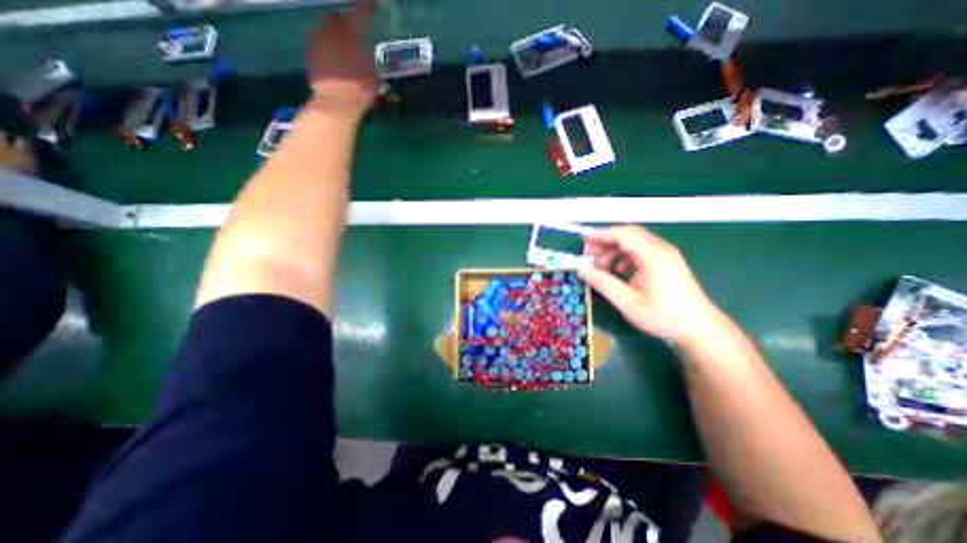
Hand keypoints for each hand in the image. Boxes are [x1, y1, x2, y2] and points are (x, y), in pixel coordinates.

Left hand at [306, 1, 377, 117]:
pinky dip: (324, 48)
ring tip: (339, 50)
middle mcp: (333, 31)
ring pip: (324, 29)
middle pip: (336, 17)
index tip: (373, 2)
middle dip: (343, 23)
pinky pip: (317, 44)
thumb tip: (379, 58)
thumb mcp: (375, 78)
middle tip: (350, 35)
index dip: (367, 5)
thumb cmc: (361, 91)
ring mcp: (319, 40)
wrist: (336, 103)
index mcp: (353, 35)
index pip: (362, 12)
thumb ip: (370, 61)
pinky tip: (330, 61)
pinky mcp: (310, 53)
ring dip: (331, 36)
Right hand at [572, 224, 725, 342]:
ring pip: (634, 243)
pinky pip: (641, 252)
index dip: (600, 236)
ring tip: (601, 268)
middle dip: (605, 243)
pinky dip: (624, 258)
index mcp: (653, 255)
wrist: (699, 329)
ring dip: (614, 251)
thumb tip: (581, 268)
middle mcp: (660, 249)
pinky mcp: (667, 263)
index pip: (622, 234)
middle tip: (588, 257)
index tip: (583, 242)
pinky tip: (619, 273)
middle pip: (628, 235)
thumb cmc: (663, 316)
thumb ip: (602, 282)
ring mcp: (666, 255)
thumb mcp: (627, 301)